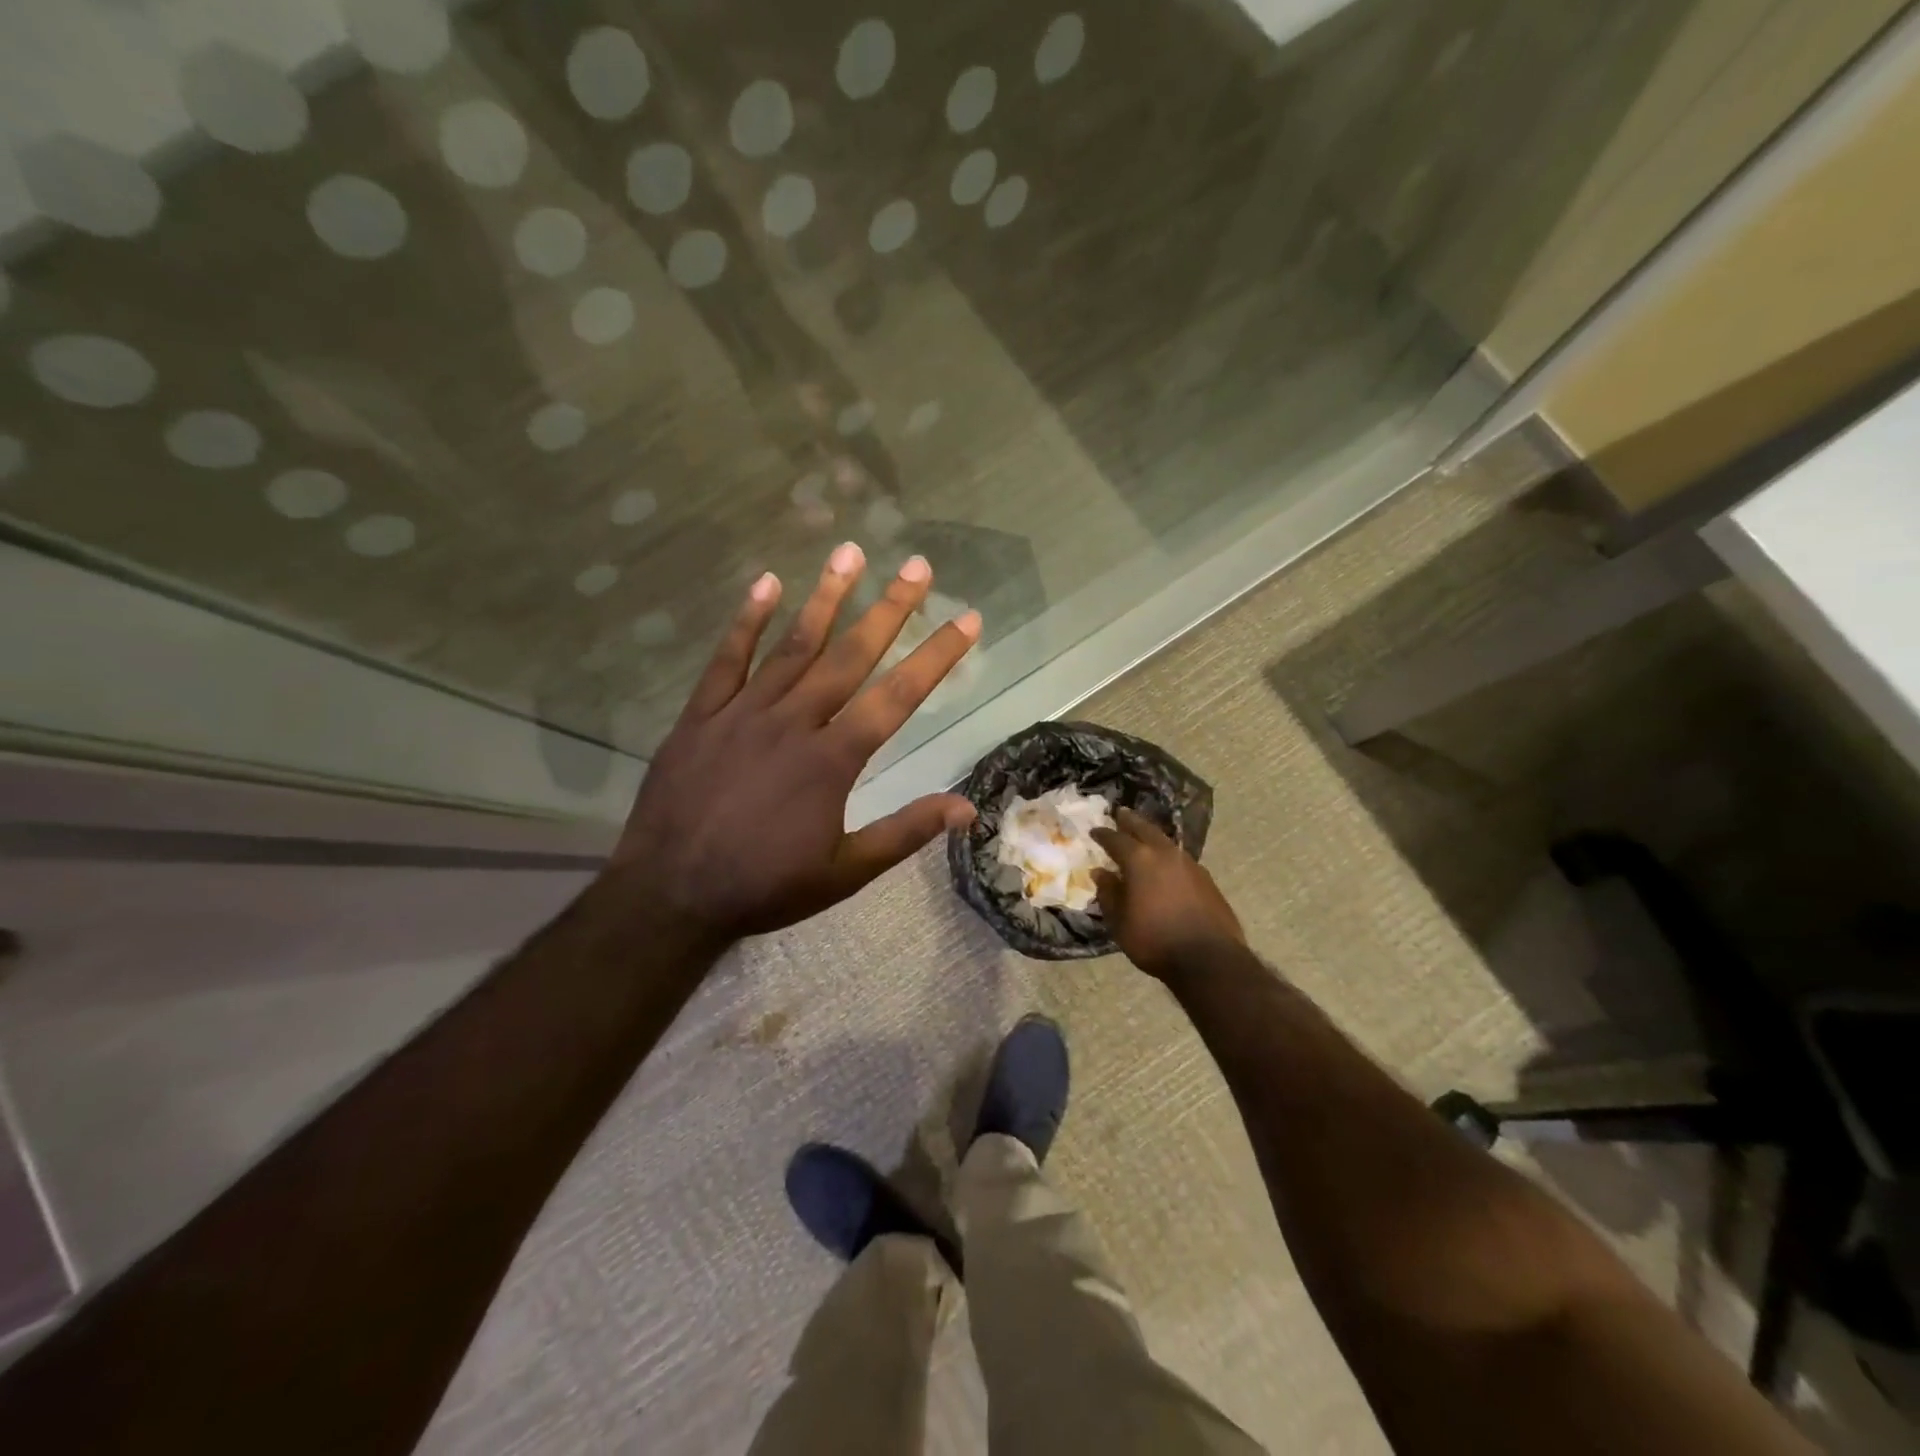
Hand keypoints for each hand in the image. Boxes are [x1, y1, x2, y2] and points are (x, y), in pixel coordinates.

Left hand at [607, 543, 980, 941]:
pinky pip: (726, 660)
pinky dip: (747, 621)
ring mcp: (742, 713)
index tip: (967, 619)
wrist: (669, 894)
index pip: (897, 697)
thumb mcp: (845, 872)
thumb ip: (905, 833)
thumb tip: (967, 809)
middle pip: (849, 656)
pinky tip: (766, 584)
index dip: (936, 656)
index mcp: (831, 760)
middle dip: (889, 609)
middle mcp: (792, 723)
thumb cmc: (764, 887)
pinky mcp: (700, 716)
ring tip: (850, 552)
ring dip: (825, 598)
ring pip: (792, 646)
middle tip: (917, 567)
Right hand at [1092, 809, 1244, 981]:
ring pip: (1166, 842)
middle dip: (1131, 821)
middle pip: (1145, 829)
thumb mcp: (1120, 922)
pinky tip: (1166, 866)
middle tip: (1121, 813)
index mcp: (1140, 860)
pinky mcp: (1207, 879)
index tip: (1095, 831)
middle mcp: (1165, 854)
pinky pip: (1180, 859)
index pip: (1116, 839)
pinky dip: (1167, 856)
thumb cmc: (1155, 940)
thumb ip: (1109, 893)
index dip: (1103, 834)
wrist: (1209, 959)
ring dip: (1152, 836)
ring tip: (1143, 837)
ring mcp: (1190, 864)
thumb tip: (1101, 873)